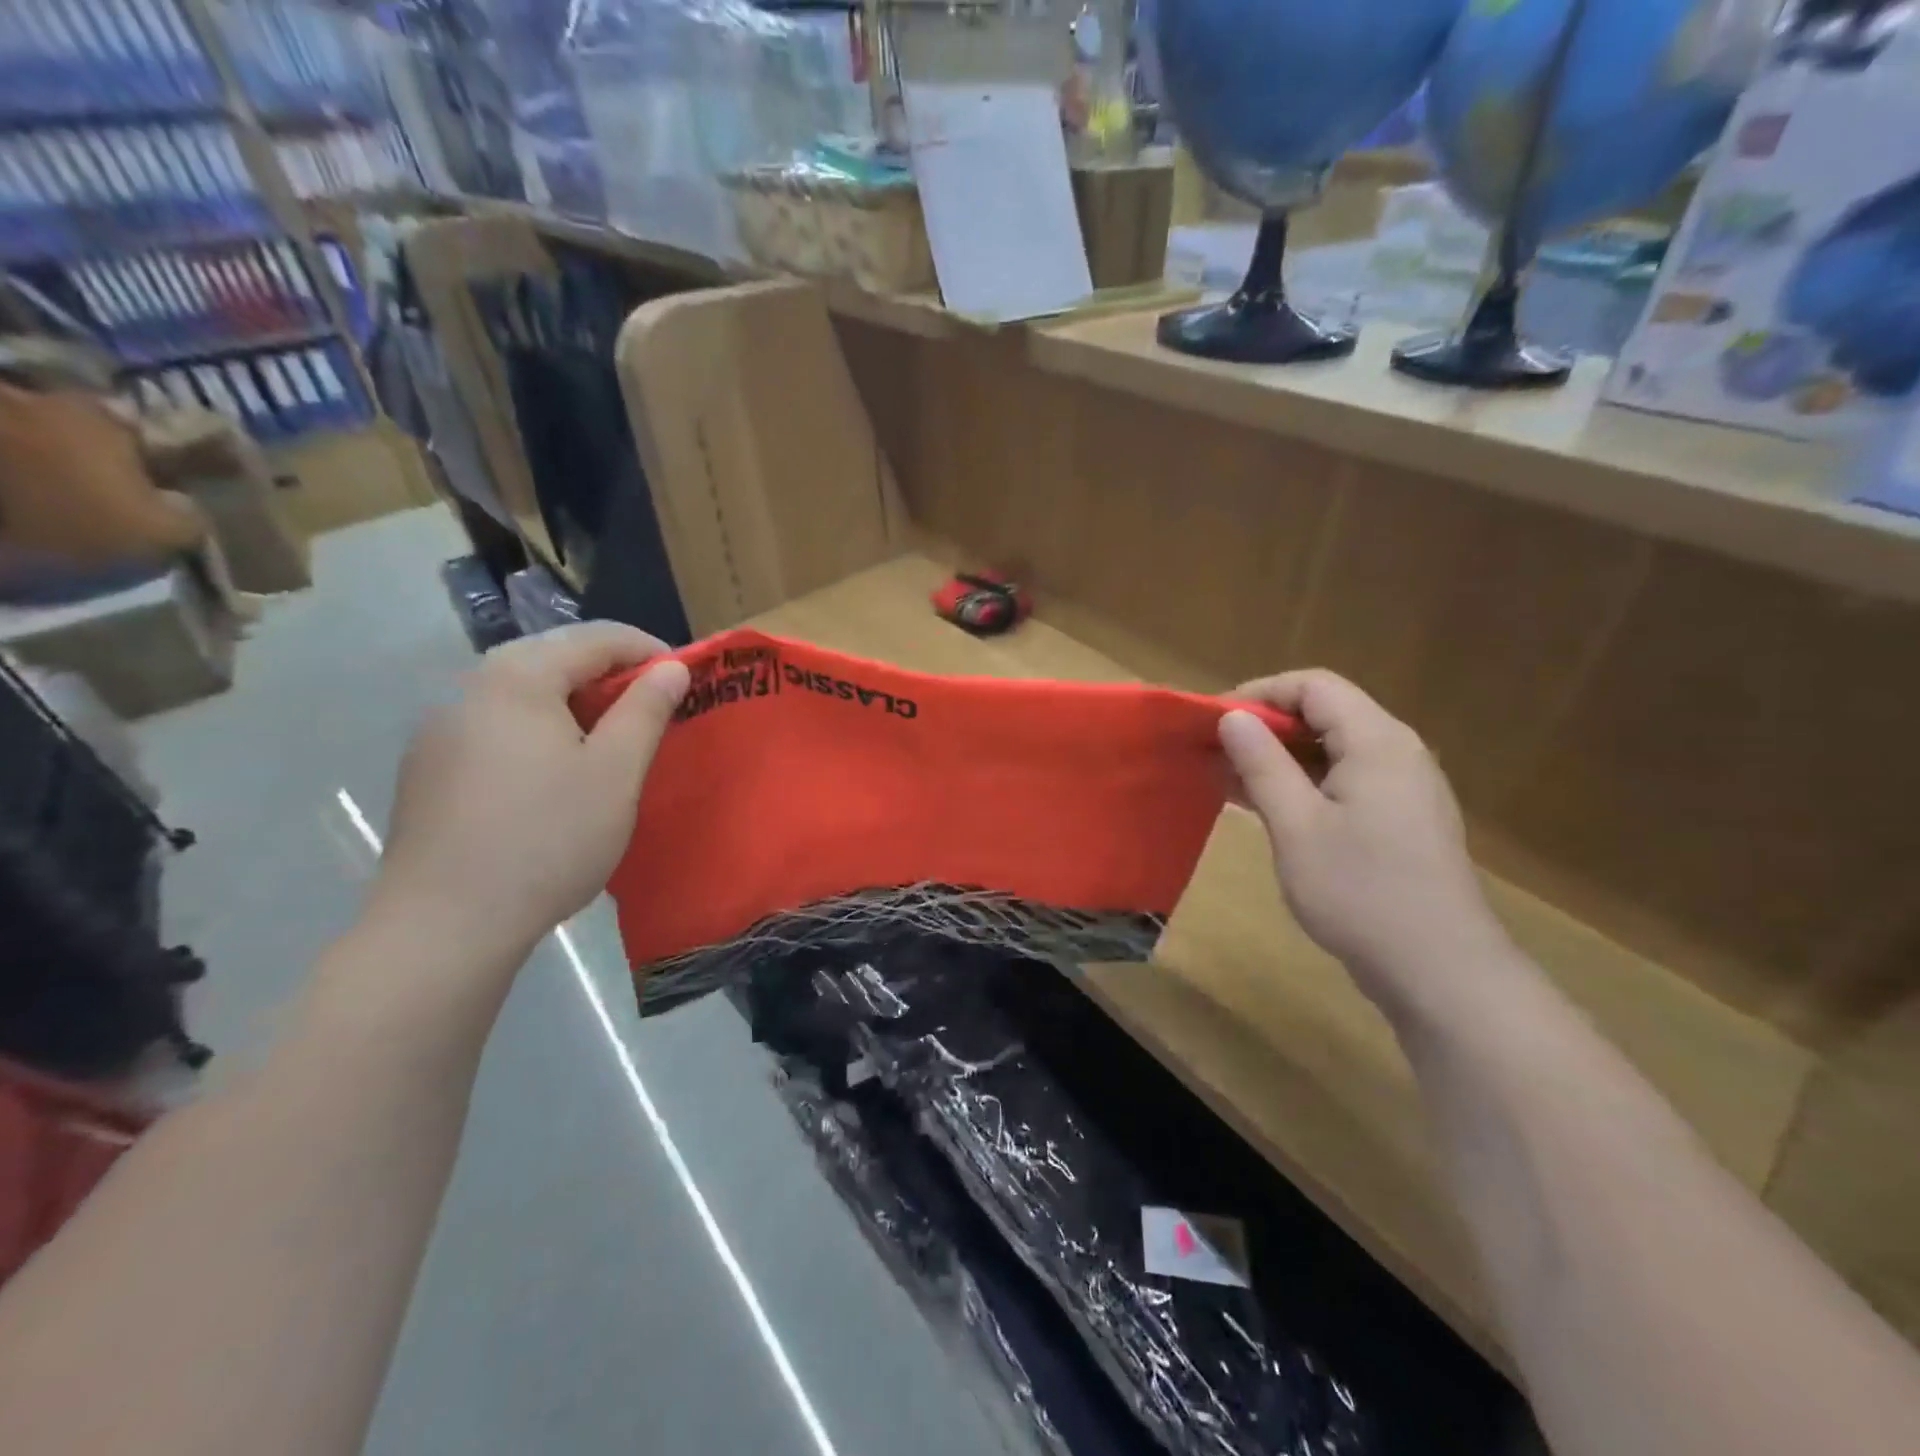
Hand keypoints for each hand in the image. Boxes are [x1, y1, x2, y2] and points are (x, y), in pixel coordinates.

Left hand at [368, 623, 689, 965]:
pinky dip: (539, 730)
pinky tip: (554, 775)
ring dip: (574, 703)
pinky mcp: (428, 767)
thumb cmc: (548, 839)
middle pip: (553, 657)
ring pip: (522, 693)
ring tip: (609, 742)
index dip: (649, 650)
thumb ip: (646, 710)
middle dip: (610, 675)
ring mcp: (440, 728)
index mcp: (518, 677)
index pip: (596, 637)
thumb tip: (671, 668)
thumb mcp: (615, 772)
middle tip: (653, 711)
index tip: (685, 680)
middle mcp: (469, 687)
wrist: (444, 924)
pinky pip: (497, 726)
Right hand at [1218, 670, 1507, 1012]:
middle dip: (1266, 727)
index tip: (1214, 720)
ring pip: (1334, 751)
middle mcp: (1398, 753)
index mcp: (1377, 742)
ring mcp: (1405, 789)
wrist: (1440, 971)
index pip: (1314, 686)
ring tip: (1230, 782)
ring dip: (1281, 759)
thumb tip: (1232, 717)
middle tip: (1216, 753)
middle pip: (1326, 714)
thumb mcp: (1296, 826)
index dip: (1260, 692)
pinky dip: (1304, 785)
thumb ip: (1263, 764)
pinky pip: (1347, 783)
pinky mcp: (1403, 822)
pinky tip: (1270, 811)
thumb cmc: (1361, 892)